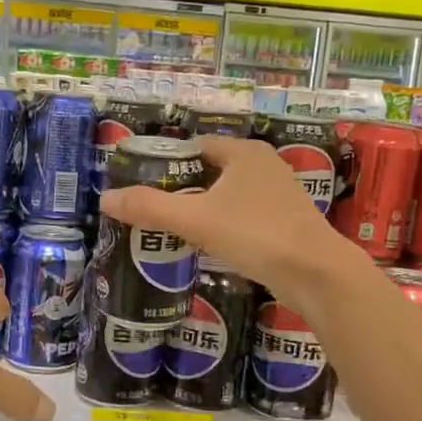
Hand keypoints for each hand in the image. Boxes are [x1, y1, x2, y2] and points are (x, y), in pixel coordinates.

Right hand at [97, 136, 359, 306]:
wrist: (316, 274)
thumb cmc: (256, 234)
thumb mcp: (196, 219)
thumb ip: (150, 208)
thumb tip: (105, 199)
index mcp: (245, 153)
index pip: (197, 146)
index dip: (169, 161)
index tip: (143, 181)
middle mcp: (264, 166)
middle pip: (212, 171)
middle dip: (183, 187)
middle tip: (151, 207)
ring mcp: (279, 195)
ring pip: (228, 196)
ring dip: (203, 208)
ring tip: (171, 227)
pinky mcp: (285, 224)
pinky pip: (243, 217)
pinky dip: (223, 226)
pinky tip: (206, 245)